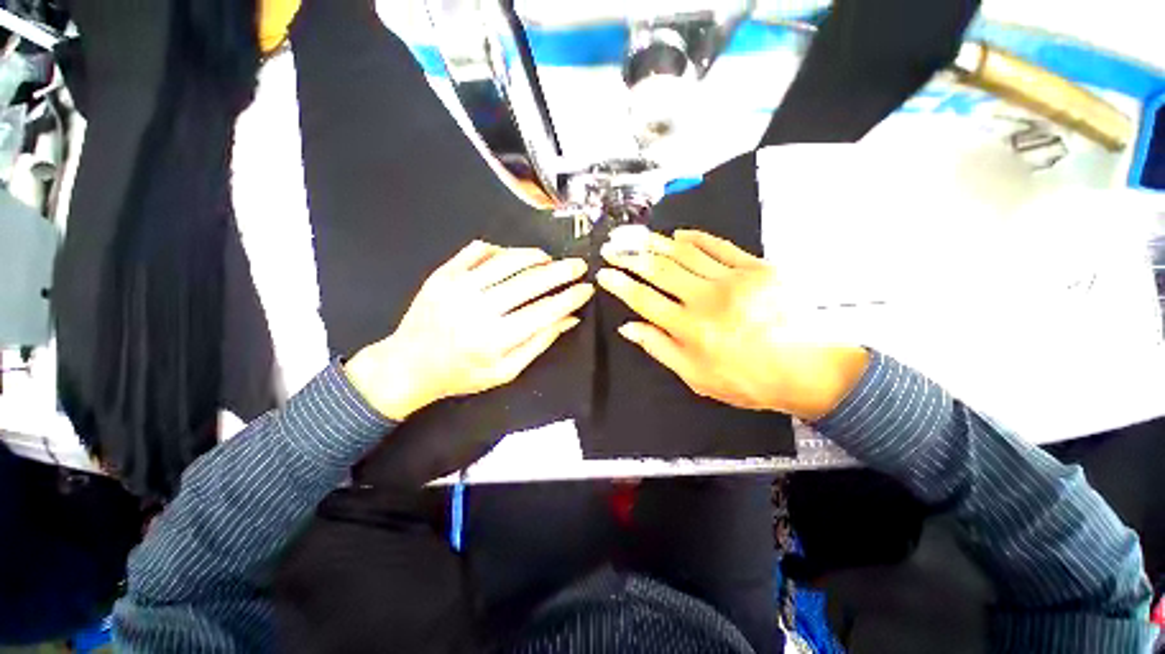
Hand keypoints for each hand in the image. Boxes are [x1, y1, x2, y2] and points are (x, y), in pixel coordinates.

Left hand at [346, 241, 593, 420]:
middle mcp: (478, 309)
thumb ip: (539, 343)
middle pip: (531, 281)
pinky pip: (478, 250)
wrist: (408, 365)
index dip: (571, 297)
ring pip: (508, 260)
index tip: (587, 288)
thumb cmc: (462, 374)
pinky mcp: (443, 274)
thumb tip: (569, 318)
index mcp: (496, 339)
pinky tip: (511, 258)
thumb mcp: (506, 371)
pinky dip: (501, 250)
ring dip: (535, 256)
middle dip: (562, 271)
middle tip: (578, 265)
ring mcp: (458, 287)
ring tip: (549, 259)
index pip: (545, 310)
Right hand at [597, 230, 868, 420]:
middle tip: (612, 246)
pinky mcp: (757, 268)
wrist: (809, 369)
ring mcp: (733, 279)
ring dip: (656, 243)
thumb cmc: (747, 379)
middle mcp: (705, 299)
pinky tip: (679, 234)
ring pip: (684, 254)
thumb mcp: (696, 376)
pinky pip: (719, 246)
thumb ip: (659, 348)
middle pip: (658, 270)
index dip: (620, 284)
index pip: (643, 299)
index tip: (604, 273)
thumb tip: (628, 327)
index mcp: (689, 328)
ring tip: (637, 235)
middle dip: (629, 256)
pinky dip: (696, 238)